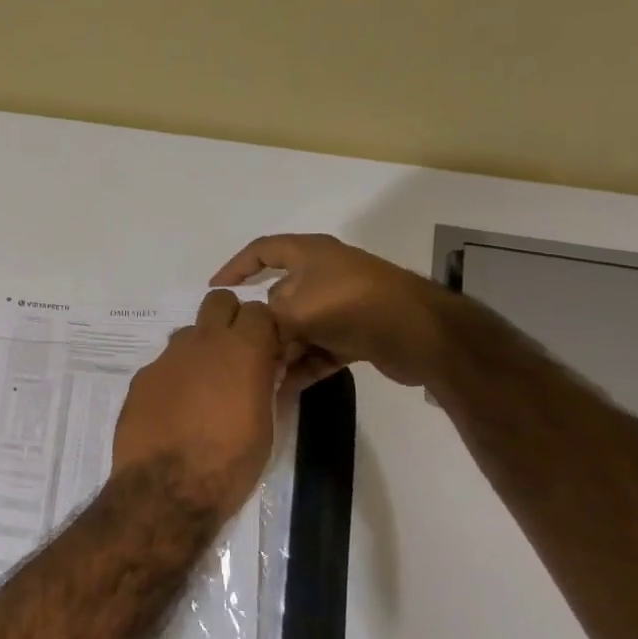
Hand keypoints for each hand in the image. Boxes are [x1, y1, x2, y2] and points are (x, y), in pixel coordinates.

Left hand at [110, 290, 283, 516]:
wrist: (165, 489)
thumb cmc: (229, 463)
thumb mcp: (265, 426)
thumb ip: (265, 385)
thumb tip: (264, 370)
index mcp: (242, 350)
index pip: (258, 310)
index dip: (264, 328)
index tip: (268, 352)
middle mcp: (202, 342)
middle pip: (219, 301)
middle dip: (230, 319)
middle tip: (235, 355)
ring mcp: (167, 357)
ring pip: (188, 333)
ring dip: (200, 350)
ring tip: (203, 390)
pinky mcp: (142, 377)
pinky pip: (164, 365)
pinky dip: (174, 378)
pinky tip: (173, 411)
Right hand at [211, 233, 457, 390]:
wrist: (422, 334)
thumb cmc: (351, 306)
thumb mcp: (294, 310)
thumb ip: (265, 321)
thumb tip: (257, 333)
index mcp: (309, 254)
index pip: (262, 251)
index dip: (235, 267)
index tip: (215, 290)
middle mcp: (324, 274)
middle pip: (278, 297)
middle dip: (261, 326)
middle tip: (242, 351)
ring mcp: (343, 304)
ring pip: (300, 327)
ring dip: (283, 351)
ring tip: (264, 377)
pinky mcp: (358, 332)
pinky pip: (321, 347)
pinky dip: (306, 364)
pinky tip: (288, 388)